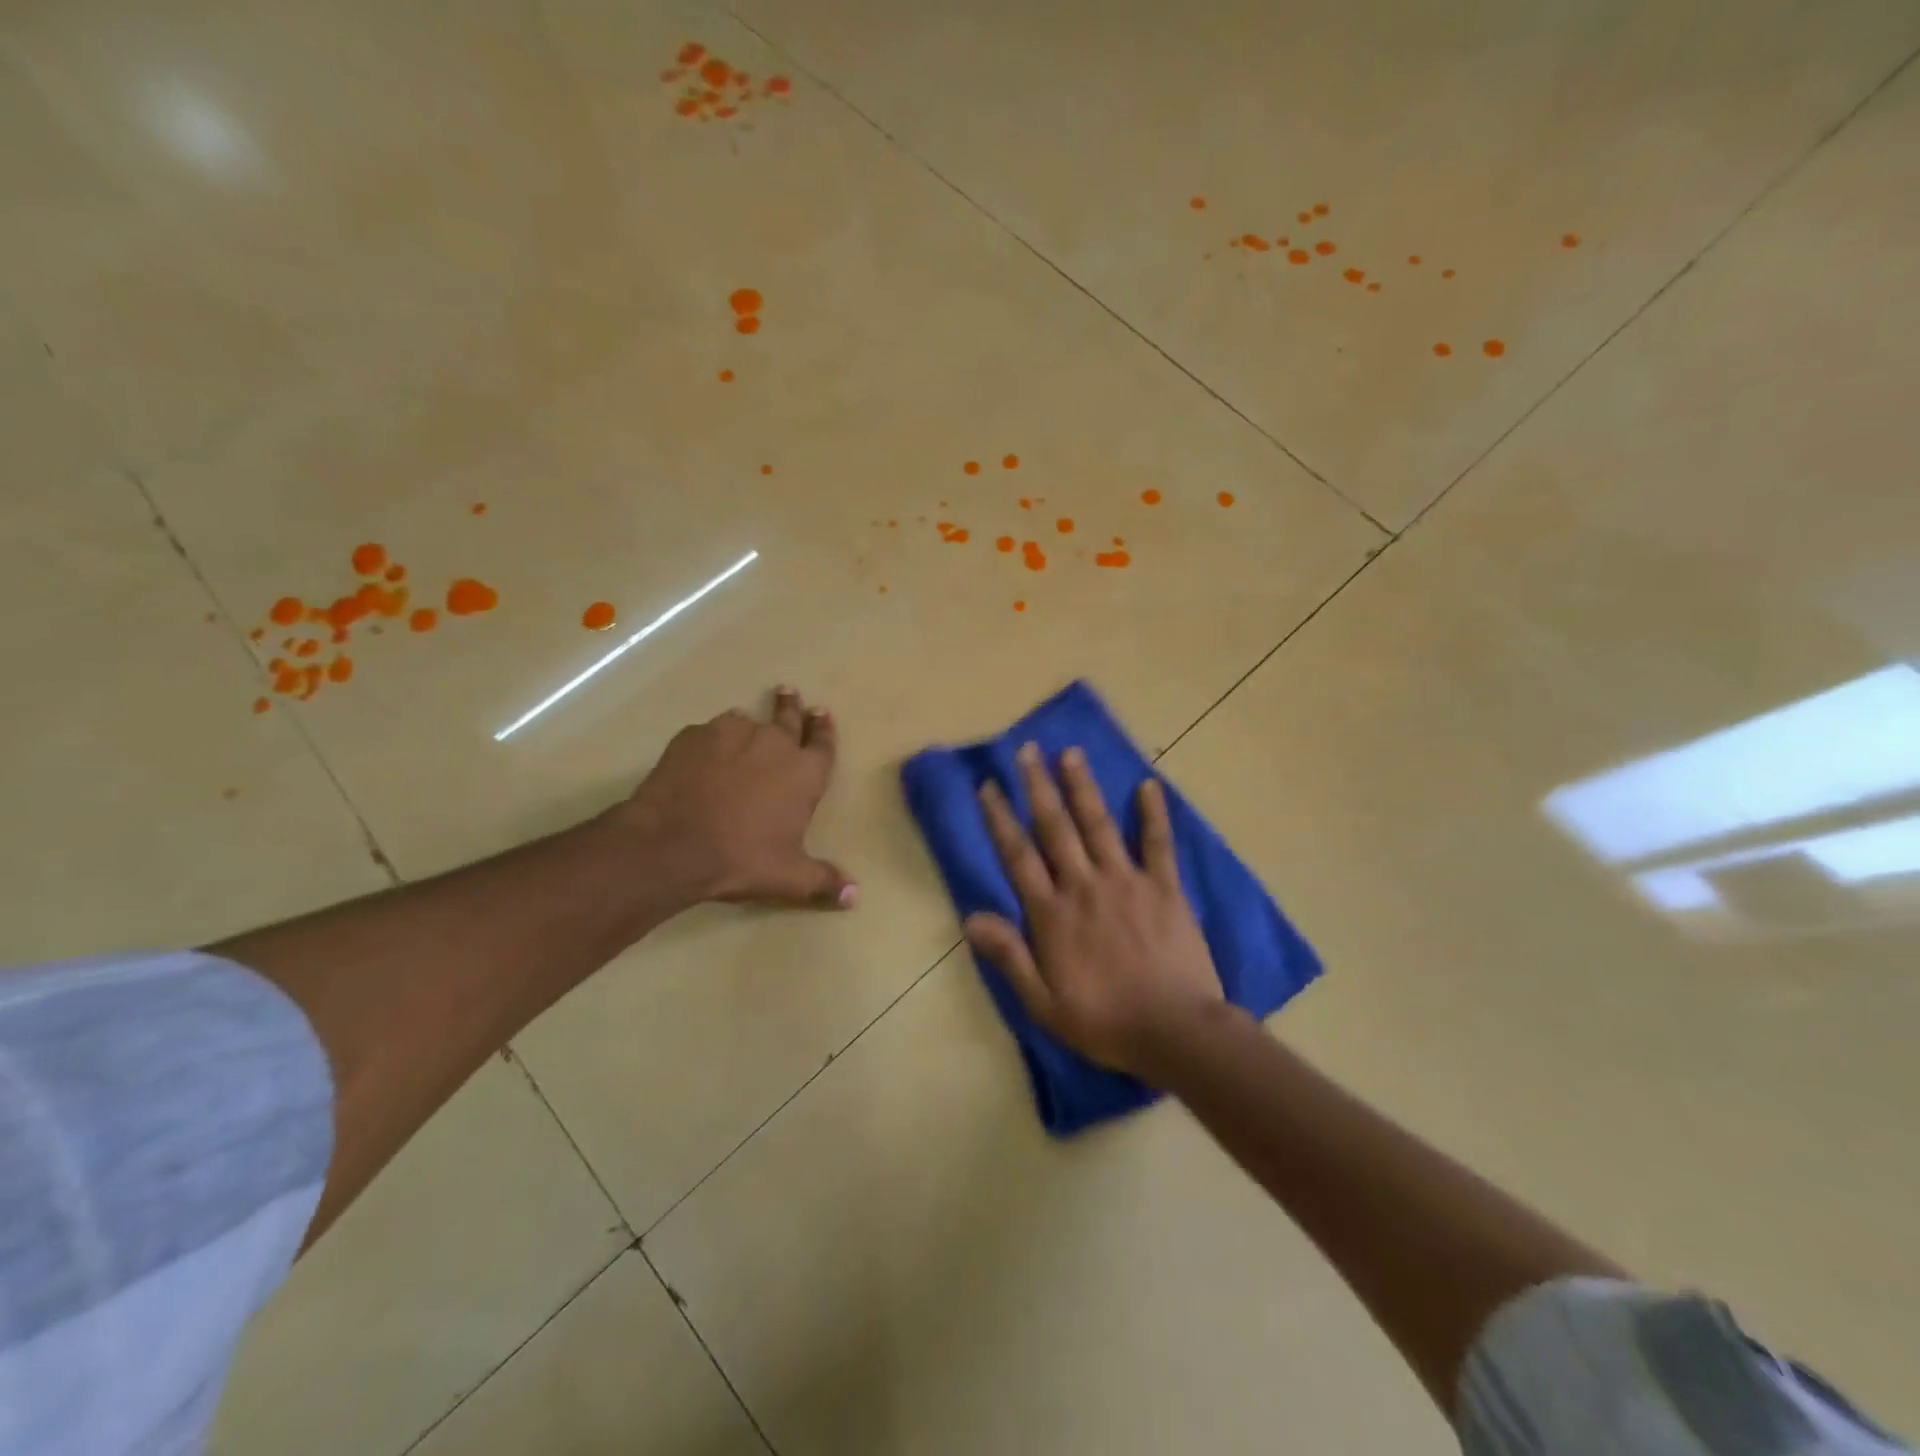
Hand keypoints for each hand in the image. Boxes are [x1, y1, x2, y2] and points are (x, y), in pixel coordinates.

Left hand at [616, 687, 855, 908]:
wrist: (673, 842)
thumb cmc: (742, 857)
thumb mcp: (789, 877)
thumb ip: (824, 880)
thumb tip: (855, 896)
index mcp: (804, 772)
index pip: (822, 742)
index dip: (823, 728)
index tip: (821, 714)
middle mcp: (774, 743)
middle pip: (788, 716)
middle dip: (792, 706)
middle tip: (789, 694)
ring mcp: (732, 734)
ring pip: (745, 721)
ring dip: (748, 726)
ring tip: (742, 730)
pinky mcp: (694, 736)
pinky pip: (709, 732)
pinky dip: (711, 740)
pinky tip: (703, 755)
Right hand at [964, 742, 1225, 1080]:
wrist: (1176, 1031)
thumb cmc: (1104, 1021)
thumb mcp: (1042, 1002)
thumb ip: (1008, 956)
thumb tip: (970, 917)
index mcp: (1052, 913)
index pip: (1018, 855)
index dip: (1000, 818)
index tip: (988, 786)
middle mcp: (1084, 885)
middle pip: (1055, 827)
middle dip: (1038, 786)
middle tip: (1027, 750)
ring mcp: (1127, 881)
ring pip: (1099, 824)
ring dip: (1083, 786)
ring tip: (1071, 753)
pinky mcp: (1164, 887)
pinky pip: (1158, 843)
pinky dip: (1153, 814)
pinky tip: (1148, 785)